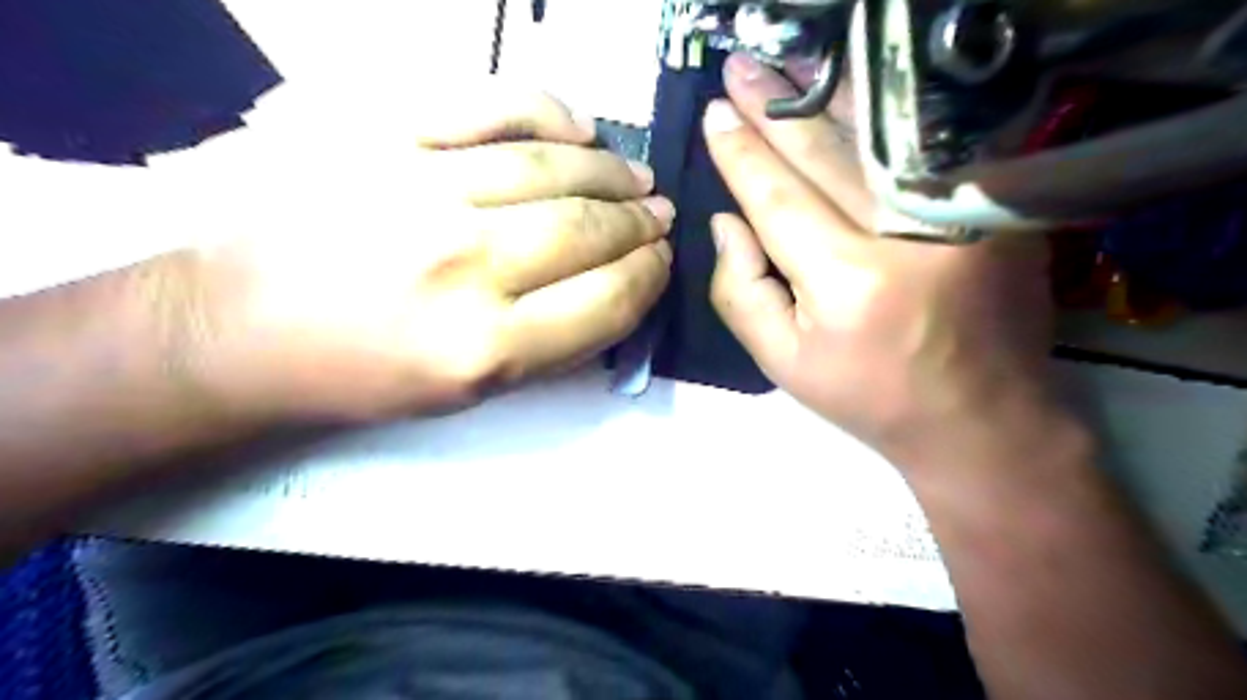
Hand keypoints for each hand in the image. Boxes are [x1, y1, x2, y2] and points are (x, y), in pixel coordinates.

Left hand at [166, 83, 677, 419]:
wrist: (239, 327)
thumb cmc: (361, 373)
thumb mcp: (468, 393)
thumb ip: (554, 344)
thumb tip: (618, 288)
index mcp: (484, 348)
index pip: (607, 300)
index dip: (649, 278)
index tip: (662, 262)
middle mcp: (462, 266)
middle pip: (587, 230)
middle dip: (641, 224)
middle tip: (659, 216)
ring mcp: (419, 188)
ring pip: (553, 167)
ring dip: (611, 172)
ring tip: (635, 178)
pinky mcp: (379, 132)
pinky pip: (490, 105)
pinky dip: (549, 113)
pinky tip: (581, 129)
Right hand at [705, 51, 1054, 469]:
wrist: (982, 418)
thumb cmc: (869, 395)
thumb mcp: (782, 361)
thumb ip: (739, 291)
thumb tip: (725, 220)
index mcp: (848, 283)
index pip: (778, 198)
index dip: (742, 154)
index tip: (715, 114)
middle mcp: (907, 236)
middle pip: (825, 155)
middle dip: (774, 110)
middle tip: (739, 70)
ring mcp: (962, 214)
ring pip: (877, 138)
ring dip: (825, 97)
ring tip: (784, 66)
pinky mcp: (995, 208)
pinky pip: (924, 150)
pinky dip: (881, 119)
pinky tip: (848, 96)